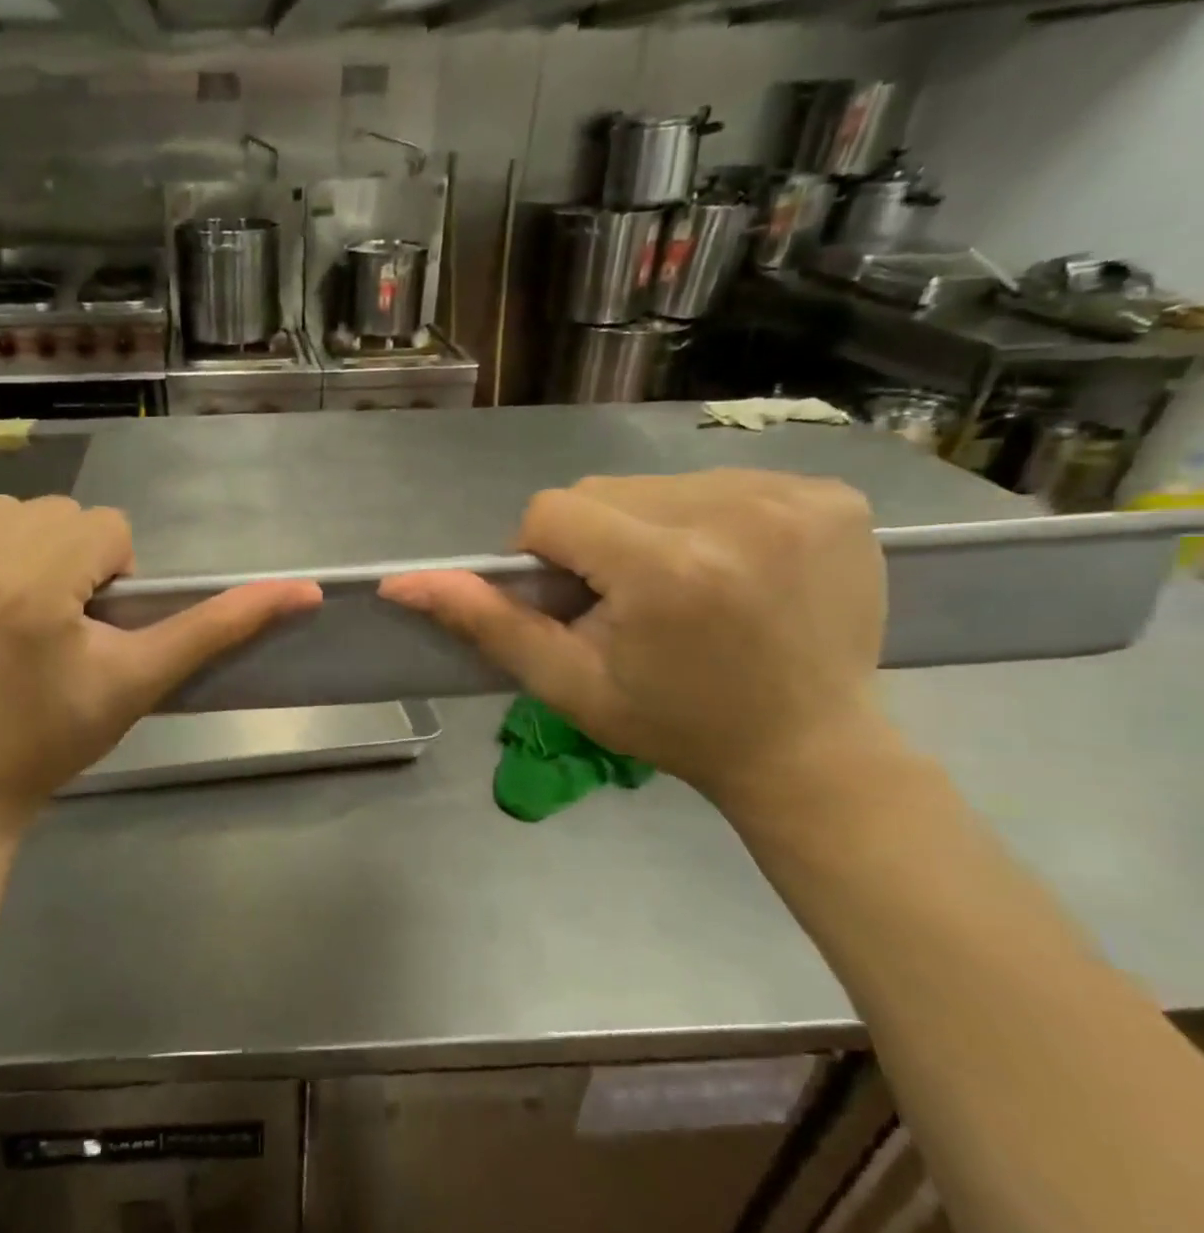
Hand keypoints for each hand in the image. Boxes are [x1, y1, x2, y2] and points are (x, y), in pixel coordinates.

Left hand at [0, 493, 321, 844]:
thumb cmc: (42, 747)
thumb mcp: (134, 685)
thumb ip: (216, 629)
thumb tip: (305, 591)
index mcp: (32, 586)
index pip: (102, 531)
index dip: (100, 582)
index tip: (75, 631)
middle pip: (41, 516)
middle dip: (50, 565)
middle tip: (29, 632)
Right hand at [380, 471, 890, 806]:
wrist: (808, 749)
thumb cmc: (673, 724)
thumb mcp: (565, 681)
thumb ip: (485, 622)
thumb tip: (398, 583)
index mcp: (666, 567)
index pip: (552, 513)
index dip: (545, 558)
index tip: (575, 604)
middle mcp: (734, 513)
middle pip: (605, 494)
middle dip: (595, 541)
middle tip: (626, 602)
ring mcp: (794, 498)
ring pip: (658, 484)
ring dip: (647, 527)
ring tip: (682, 588)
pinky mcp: (834, 496)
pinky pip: (722, 482)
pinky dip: (706, 518)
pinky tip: (730, 568)